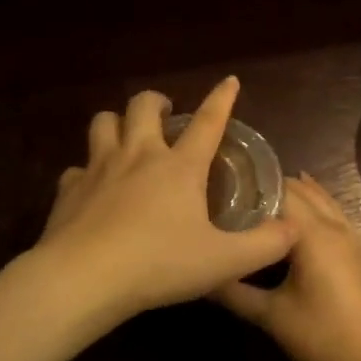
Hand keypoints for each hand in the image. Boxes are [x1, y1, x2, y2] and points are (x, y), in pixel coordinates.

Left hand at [34, 78, 297, 333]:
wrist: (83, 278)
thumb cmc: (159, 265)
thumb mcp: (224, 262)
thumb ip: (265, 245)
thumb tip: (292, 228)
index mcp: (179, 167)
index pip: (208, 122)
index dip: (222, 99)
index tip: (229, 81)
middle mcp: (138, 155)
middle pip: (142, 106)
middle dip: (156, 101)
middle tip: (166, 114)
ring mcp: (98, 168)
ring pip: (103, 123)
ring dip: (116, 123)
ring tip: (126, 137)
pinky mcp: (68, 189)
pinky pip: (76, 168)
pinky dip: (86, 172)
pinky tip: (92, 189)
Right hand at [213, 172, 360, 360]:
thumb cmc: (322, 336)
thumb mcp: (271, 316)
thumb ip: (234, 292)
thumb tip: (202, 276)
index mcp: (312, 233)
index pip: (278, 191)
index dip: (249, 186)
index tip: (220, 191)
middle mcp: (333, 225)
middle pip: (300, 190)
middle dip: (268, 188)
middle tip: (233, 195)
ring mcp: (350, 235)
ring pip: (320, 198)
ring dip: (294, 193)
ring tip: (259, 197)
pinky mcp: (357, 250)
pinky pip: (333, 212)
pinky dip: (314, 204)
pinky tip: (299, 214)